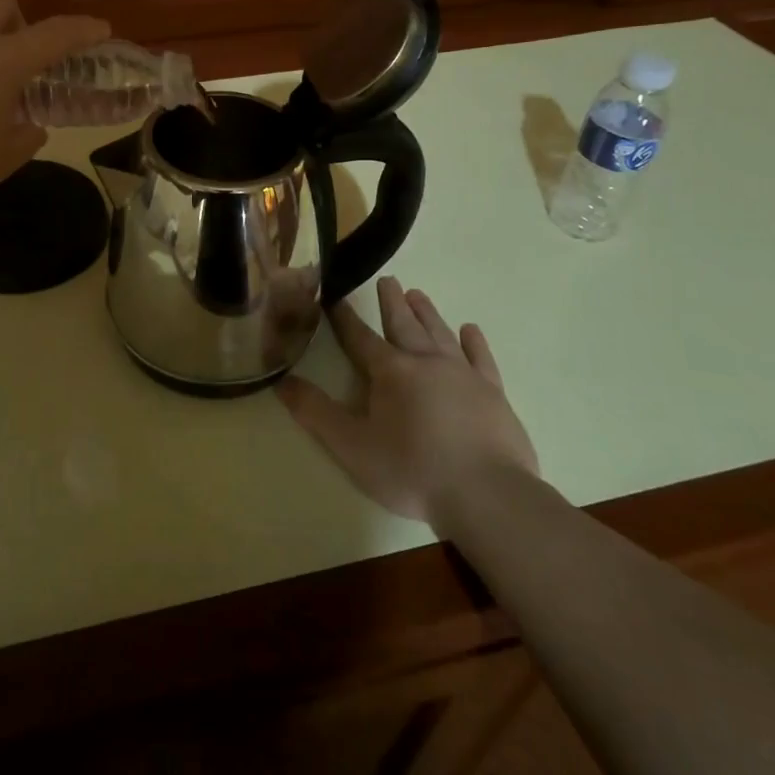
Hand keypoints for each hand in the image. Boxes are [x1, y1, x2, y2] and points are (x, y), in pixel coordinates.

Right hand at [276, 276, 537, 523]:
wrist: (487, 496)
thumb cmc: (412, 471)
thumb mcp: (352, 446)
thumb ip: (315, 412)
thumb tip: (282, 382)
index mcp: (390, 371)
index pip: (360, 337)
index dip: (345, 318)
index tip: (335, 296)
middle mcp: (426, 361)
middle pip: (404, 324)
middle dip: (391, 302)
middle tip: (387, 279)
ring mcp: (464, 374)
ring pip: (440, 333)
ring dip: (427, 313)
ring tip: (417, 294)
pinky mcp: (493, 393)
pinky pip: (481, 358)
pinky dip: (474, 341)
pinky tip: (470, 330)